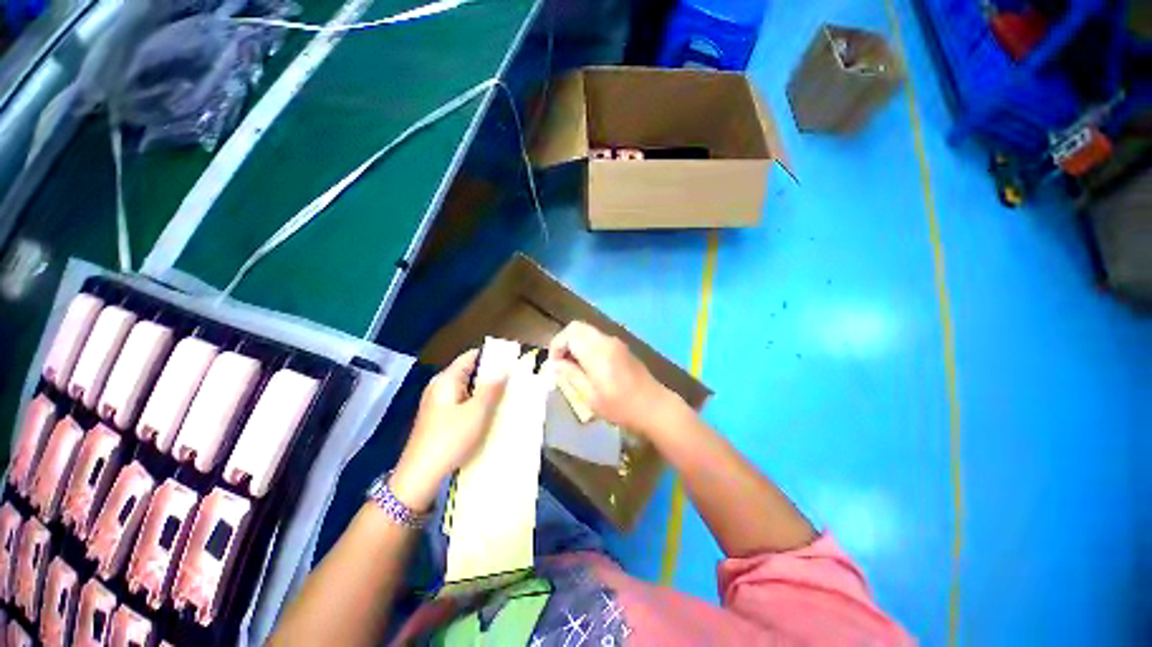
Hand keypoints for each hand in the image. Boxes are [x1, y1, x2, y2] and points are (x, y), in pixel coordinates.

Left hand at [390, 349, 505, 510]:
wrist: (419, 477)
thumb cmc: (450, 439)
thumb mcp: (477, 412)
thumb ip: (492, 387)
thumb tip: (505, 365)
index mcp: (446, 379)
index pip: (471, 356)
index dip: (492, 355)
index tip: (513, 360)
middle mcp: (440, 387)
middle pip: (470, 372)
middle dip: (492, 375)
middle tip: (515, 380)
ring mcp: (438, 403)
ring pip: (468, 389)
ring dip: (486, 391)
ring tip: (508, 395)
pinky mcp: (440, 419)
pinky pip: (463, 403)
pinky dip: (477, 403)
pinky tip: (491, 413)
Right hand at [548, 321, 681, 437]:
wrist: (654, 406)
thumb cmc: (620, 406)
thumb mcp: (590, 396)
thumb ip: (570, 375)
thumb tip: (554, 364)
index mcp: (597, 352)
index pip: (569, 333)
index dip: (556, 345)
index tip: (554, 365)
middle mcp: (606, 340)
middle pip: (577, 327)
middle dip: (564, 341)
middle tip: (561, 363)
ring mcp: (616, 342)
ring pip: (587, 331)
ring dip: (576, 343)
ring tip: (573, 366)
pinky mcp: (622, 348)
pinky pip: (597, 338)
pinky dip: (587, 345)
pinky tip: (588, 366)